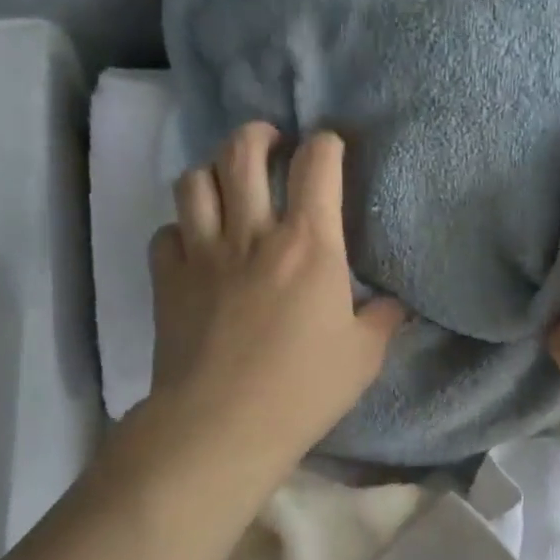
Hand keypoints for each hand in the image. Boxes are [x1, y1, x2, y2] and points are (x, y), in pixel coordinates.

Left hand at [141, 121, 404, 472]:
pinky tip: (196, 245)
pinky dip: (182, 228)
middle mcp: (252, 233)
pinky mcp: (168, 280)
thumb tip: (392, 305)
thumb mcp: (363, 357)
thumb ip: (380, 321)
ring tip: (228, 185)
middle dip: (259, 135)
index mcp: (308, 244)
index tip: (331, 149)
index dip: (326, 145)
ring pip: (194, 180)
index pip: (317, 165)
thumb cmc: (303, 389)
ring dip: (213, 171)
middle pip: (242, 151)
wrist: (222, 424)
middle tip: (271, 145)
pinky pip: (167, 232)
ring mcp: (203, 253)